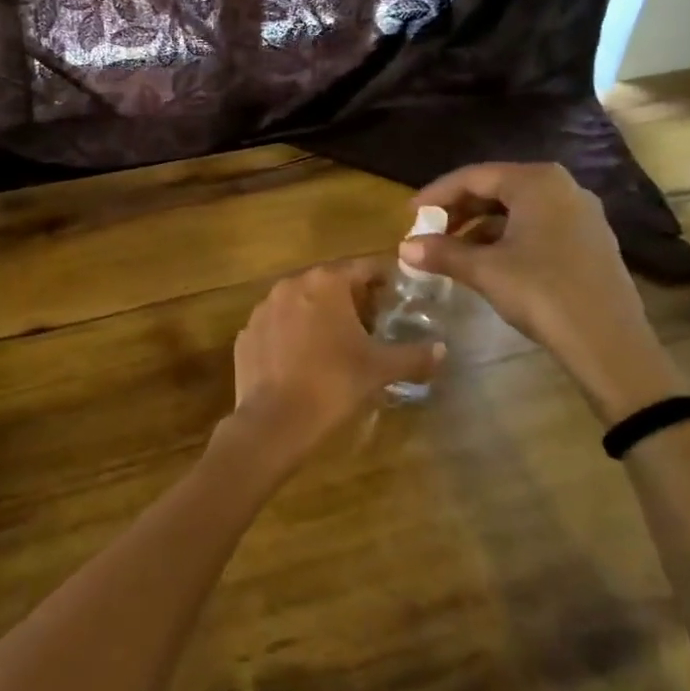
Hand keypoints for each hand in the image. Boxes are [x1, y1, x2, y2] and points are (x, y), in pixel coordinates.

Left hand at [224, 259, 442, 478]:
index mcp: (326, 283)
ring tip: (338, 345)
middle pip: (330, 282)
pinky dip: (293, 335)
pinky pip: (278, 325)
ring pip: (300, 302)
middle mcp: (291, 284)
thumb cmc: (333, 385)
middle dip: (352, 300)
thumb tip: (443, 350)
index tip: (398, 299)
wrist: (274, 422)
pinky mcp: (246, 332)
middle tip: (372, 326)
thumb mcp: (380, 370)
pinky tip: (304, 361)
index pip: (364, 268)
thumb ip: (414, 355)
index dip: (384, 281)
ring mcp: (263, 307)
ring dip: (320, 315)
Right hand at [400, 163, 677, 422]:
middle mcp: (562, 188)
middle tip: (429, 232)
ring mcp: (581, 214)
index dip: (437, 194)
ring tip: (452, 252)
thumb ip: (442, 253)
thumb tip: (403, 248)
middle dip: (459, 210)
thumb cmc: (542, 293)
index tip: (410, 214)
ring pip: (517, 210)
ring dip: (480, 227)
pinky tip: (487, 263)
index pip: (474, 177)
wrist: (609, 344)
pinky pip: (536, 226)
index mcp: (537, 182)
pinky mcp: (589, 241)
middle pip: (497, 189)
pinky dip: (506, 238)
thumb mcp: (485, 270)